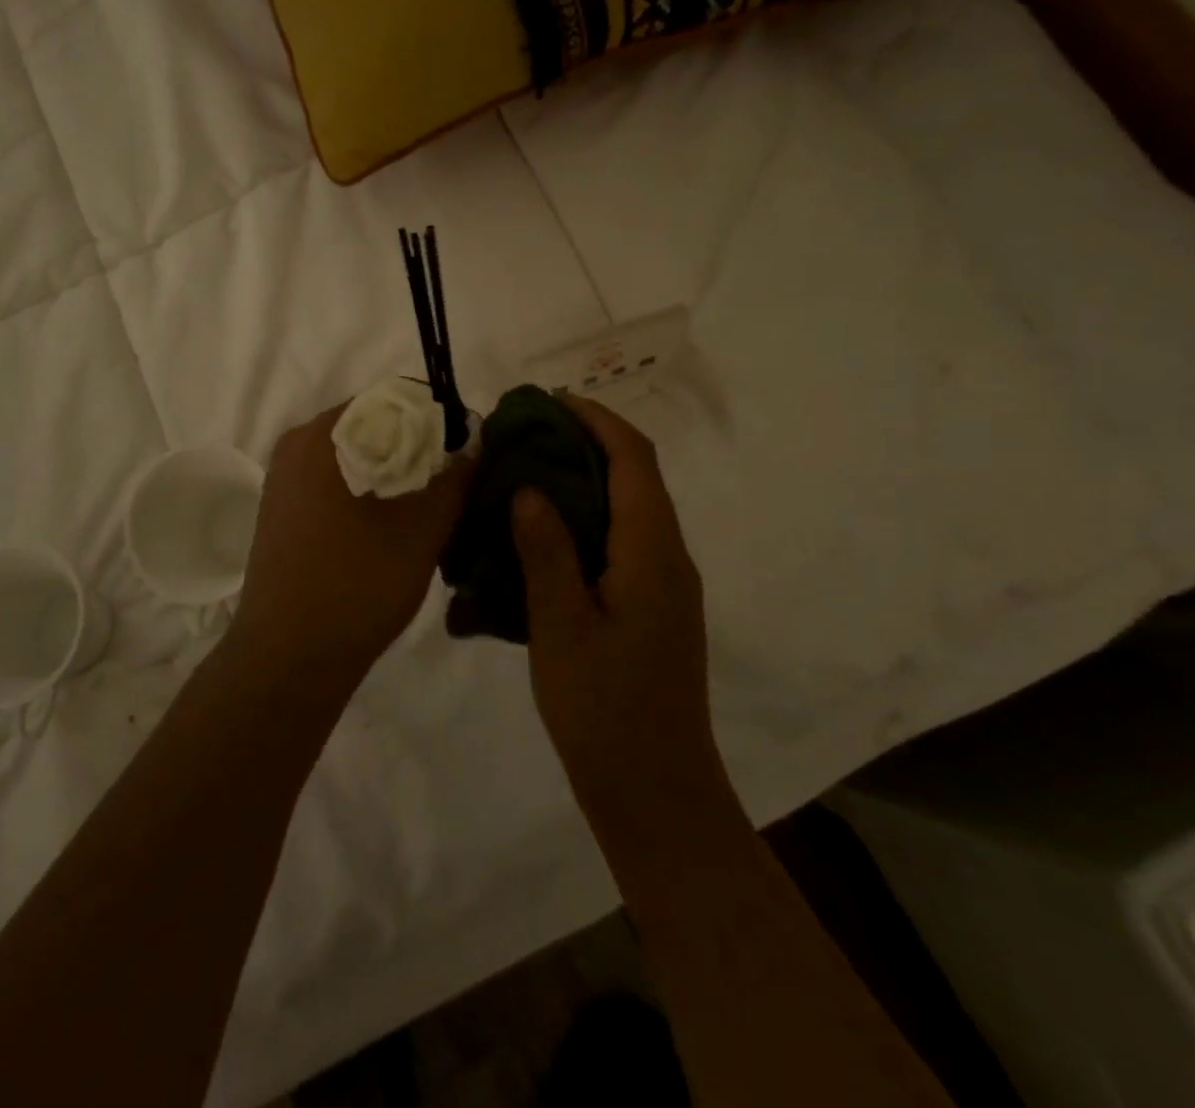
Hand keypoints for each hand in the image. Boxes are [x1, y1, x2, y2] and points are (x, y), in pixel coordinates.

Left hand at [232, 402, 472, 687]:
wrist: (288, 660)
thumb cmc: (357, 585)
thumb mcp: (422, 529)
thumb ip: (455, 477)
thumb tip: (474, 441)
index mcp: (323, 435)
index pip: (393, 398)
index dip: (437, 419)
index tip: (465, 452)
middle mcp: (296, 445)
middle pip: (373, 427)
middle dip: (418, 449)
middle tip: (454, 484)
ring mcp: (284, 480)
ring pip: (355, 458)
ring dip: (395, 474)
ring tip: (430, 509)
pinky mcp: (283, 511)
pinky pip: (335, 484)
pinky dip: (368, 494)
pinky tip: (392, 529)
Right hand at [513, 397, 735, 860]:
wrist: (655, 791)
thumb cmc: (605, 709)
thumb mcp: (562, 626)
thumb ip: (547, 551)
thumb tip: (529, 488)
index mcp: (653, 551)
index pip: (634, 460)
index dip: (596, 420)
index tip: (548, 402)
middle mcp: (668, 556)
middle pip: (636, 476)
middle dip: (587, 442)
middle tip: (526, 435)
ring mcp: (664, 584)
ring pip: (628, 508)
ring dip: (585, 480)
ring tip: (527, 474)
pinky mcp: (652, 607)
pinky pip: (621, 541)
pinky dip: (586, 519)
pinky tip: (543, 535)